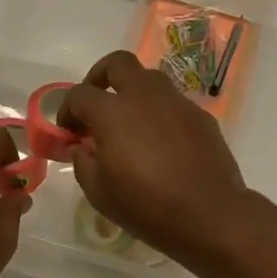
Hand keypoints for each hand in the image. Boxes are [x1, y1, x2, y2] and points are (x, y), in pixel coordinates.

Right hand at [59, 51, 254, 266]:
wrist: (209, 214)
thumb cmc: (146, 205)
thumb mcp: (98, 192)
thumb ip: (82, 162)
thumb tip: (82, 147)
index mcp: (113, 111)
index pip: (79, 94)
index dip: (67, 110)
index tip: (69, 132)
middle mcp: (145, 96)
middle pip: (118, 63)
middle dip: (100, 76)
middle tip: (96, 104)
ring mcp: (177, 102)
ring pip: (150, 79)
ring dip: (133, 92)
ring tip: (129, 124)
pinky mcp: (201, 115)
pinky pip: (173, 103)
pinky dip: (159, 113)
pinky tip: (161, 143)